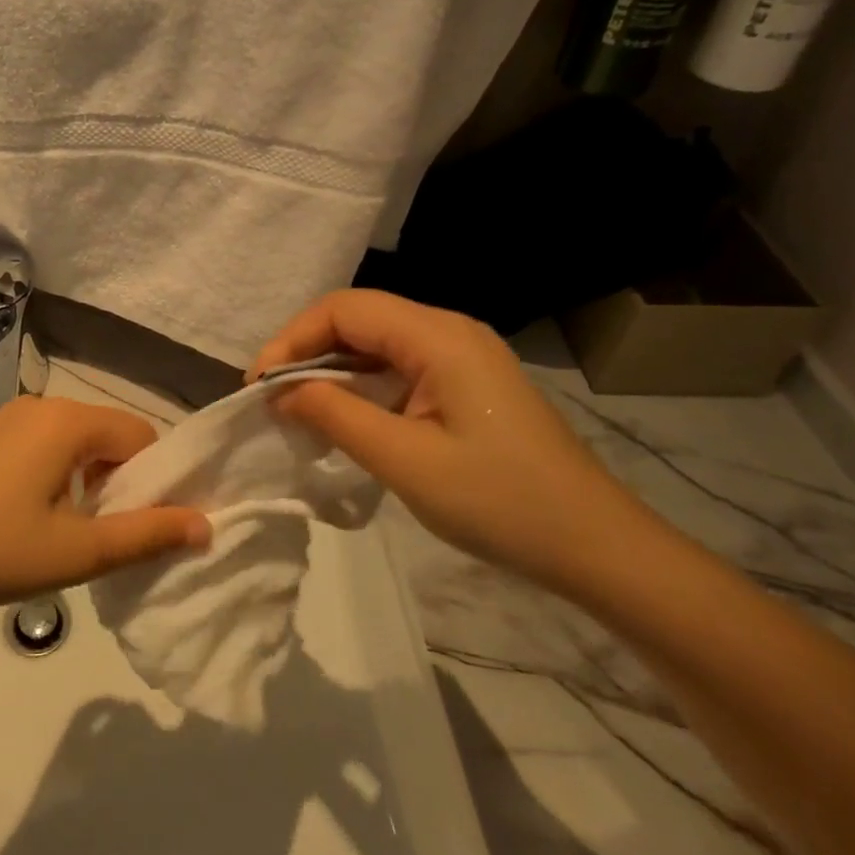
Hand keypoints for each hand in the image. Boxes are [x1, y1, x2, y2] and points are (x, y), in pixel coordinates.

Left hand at [0, 397, 210, 621]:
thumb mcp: (79, 551)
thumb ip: (147, 535)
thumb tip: (205, 525)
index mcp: (69, 421)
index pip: (141, 436)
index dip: (154, 481)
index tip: (143, 526)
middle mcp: (44, 405)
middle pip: (110, 435)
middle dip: (121, 481)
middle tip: (105, 535)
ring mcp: (11, 417)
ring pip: (77, 440)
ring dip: (89, 479)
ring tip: (70, 531)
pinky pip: (45, 444)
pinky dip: (58, 473)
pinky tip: (34, 515)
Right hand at [250, 290, 658, 594]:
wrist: (595, 546)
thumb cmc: (500, 502)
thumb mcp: (405, 461)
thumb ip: (334, 415)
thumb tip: (280, 391)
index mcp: (438, 336)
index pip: (345, 309)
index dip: (293, 338)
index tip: (259, 386)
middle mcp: (449, 331)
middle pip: (359, 318)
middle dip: (307, 351)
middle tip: (272, 398)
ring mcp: (462, 356)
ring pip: (376, 343)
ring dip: (332, 370)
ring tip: (298, 410)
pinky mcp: (466, 383)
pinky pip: (398, 367)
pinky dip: (361, 386)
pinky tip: (343, 418)